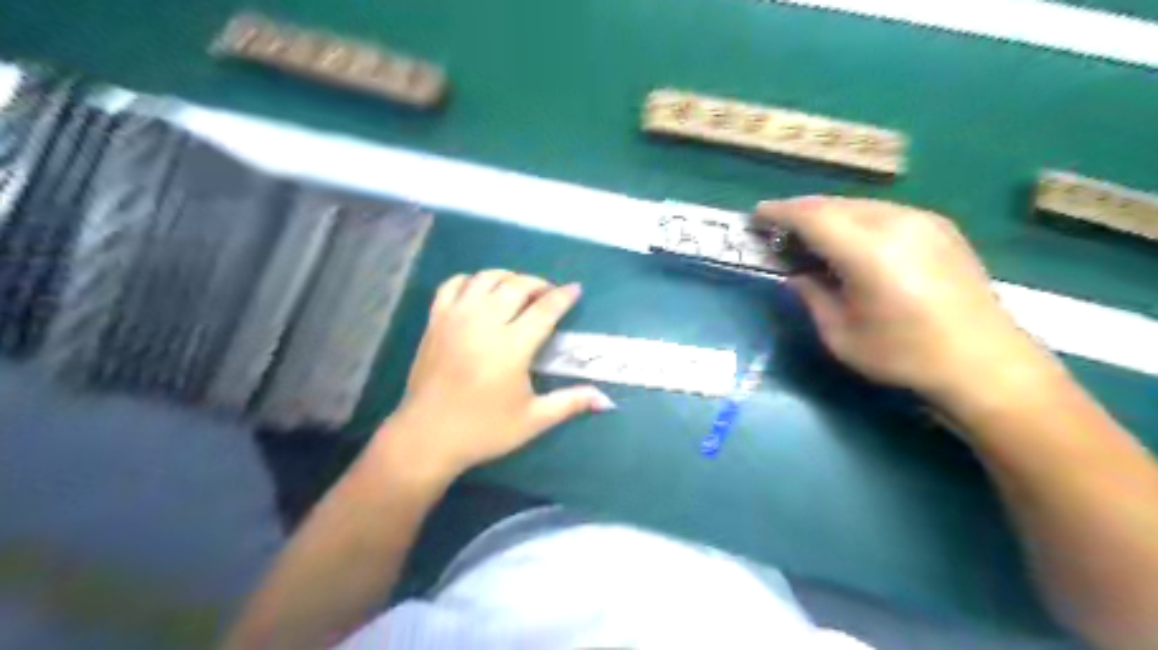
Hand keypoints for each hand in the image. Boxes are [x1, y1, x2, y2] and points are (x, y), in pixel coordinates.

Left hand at [380, 268, 618, 481]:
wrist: (426, 436)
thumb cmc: (483, 430)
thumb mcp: (533, 420)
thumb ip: (570, 403)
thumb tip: (607, 400)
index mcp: (511, 347)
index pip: (544, 309)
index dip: (563, 296)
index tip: (575, 290)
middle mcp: (484, 323)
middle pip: (516, 285)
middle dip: (538, 284)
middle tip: (548, 296)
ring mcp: (456, 318)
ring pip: (485, 278)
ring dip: (507, 278)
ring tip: (518, 291)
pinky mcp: (435, 321)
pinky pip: (453, 285)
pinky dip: (471, 281)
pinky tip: (480, 293)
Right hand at [756, 199, 1059, 409]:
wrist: (984, 362)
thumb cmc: (904, 355)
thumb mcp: (840, 336)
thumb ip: (812, 298)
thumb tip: (797, 277)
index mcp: (868, 251)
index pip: (812, 217)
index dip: (780, 213)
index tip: (757, 216)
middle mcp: (896, 223)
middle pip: (834, 204)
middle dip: (801, 212)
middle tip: (778, 229)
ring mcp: (923, 221)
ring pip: (859, 204)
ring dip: (829, 215)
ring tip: (810, 235)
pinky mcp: (940, 228)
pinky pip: (884, 212)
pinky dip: (856, 219)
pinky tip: (850, 241)